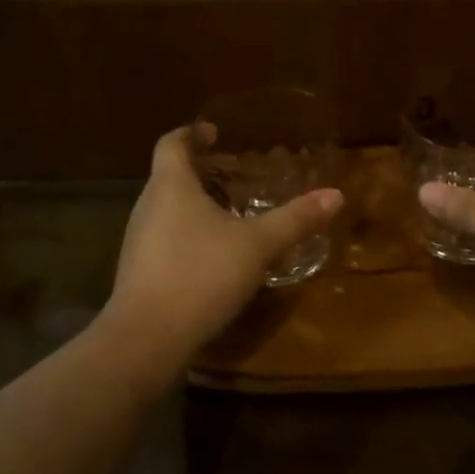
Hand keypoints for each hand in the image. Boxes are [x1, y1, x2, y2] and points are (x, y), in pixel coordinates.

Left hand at [101, 127, 342, 368]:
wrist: (145, 340)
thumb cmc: (200, 275)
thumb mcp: (257, 245)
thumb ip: (295, 219)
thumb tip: (336, 195)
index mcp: (170, 185)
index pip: (171, 142)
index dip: (192, 133)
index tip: (216, 133)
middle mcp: (148, 205)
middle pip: (171, 174)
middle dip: (203, 170)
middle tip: (238, 174)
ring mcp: (138, 240)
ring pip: (168, 207)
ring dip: (196, 203)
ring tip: (232, 212)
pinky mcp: (139, 270)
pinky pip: (165, 236)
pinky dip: (188, 232)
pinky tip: (215, 254)